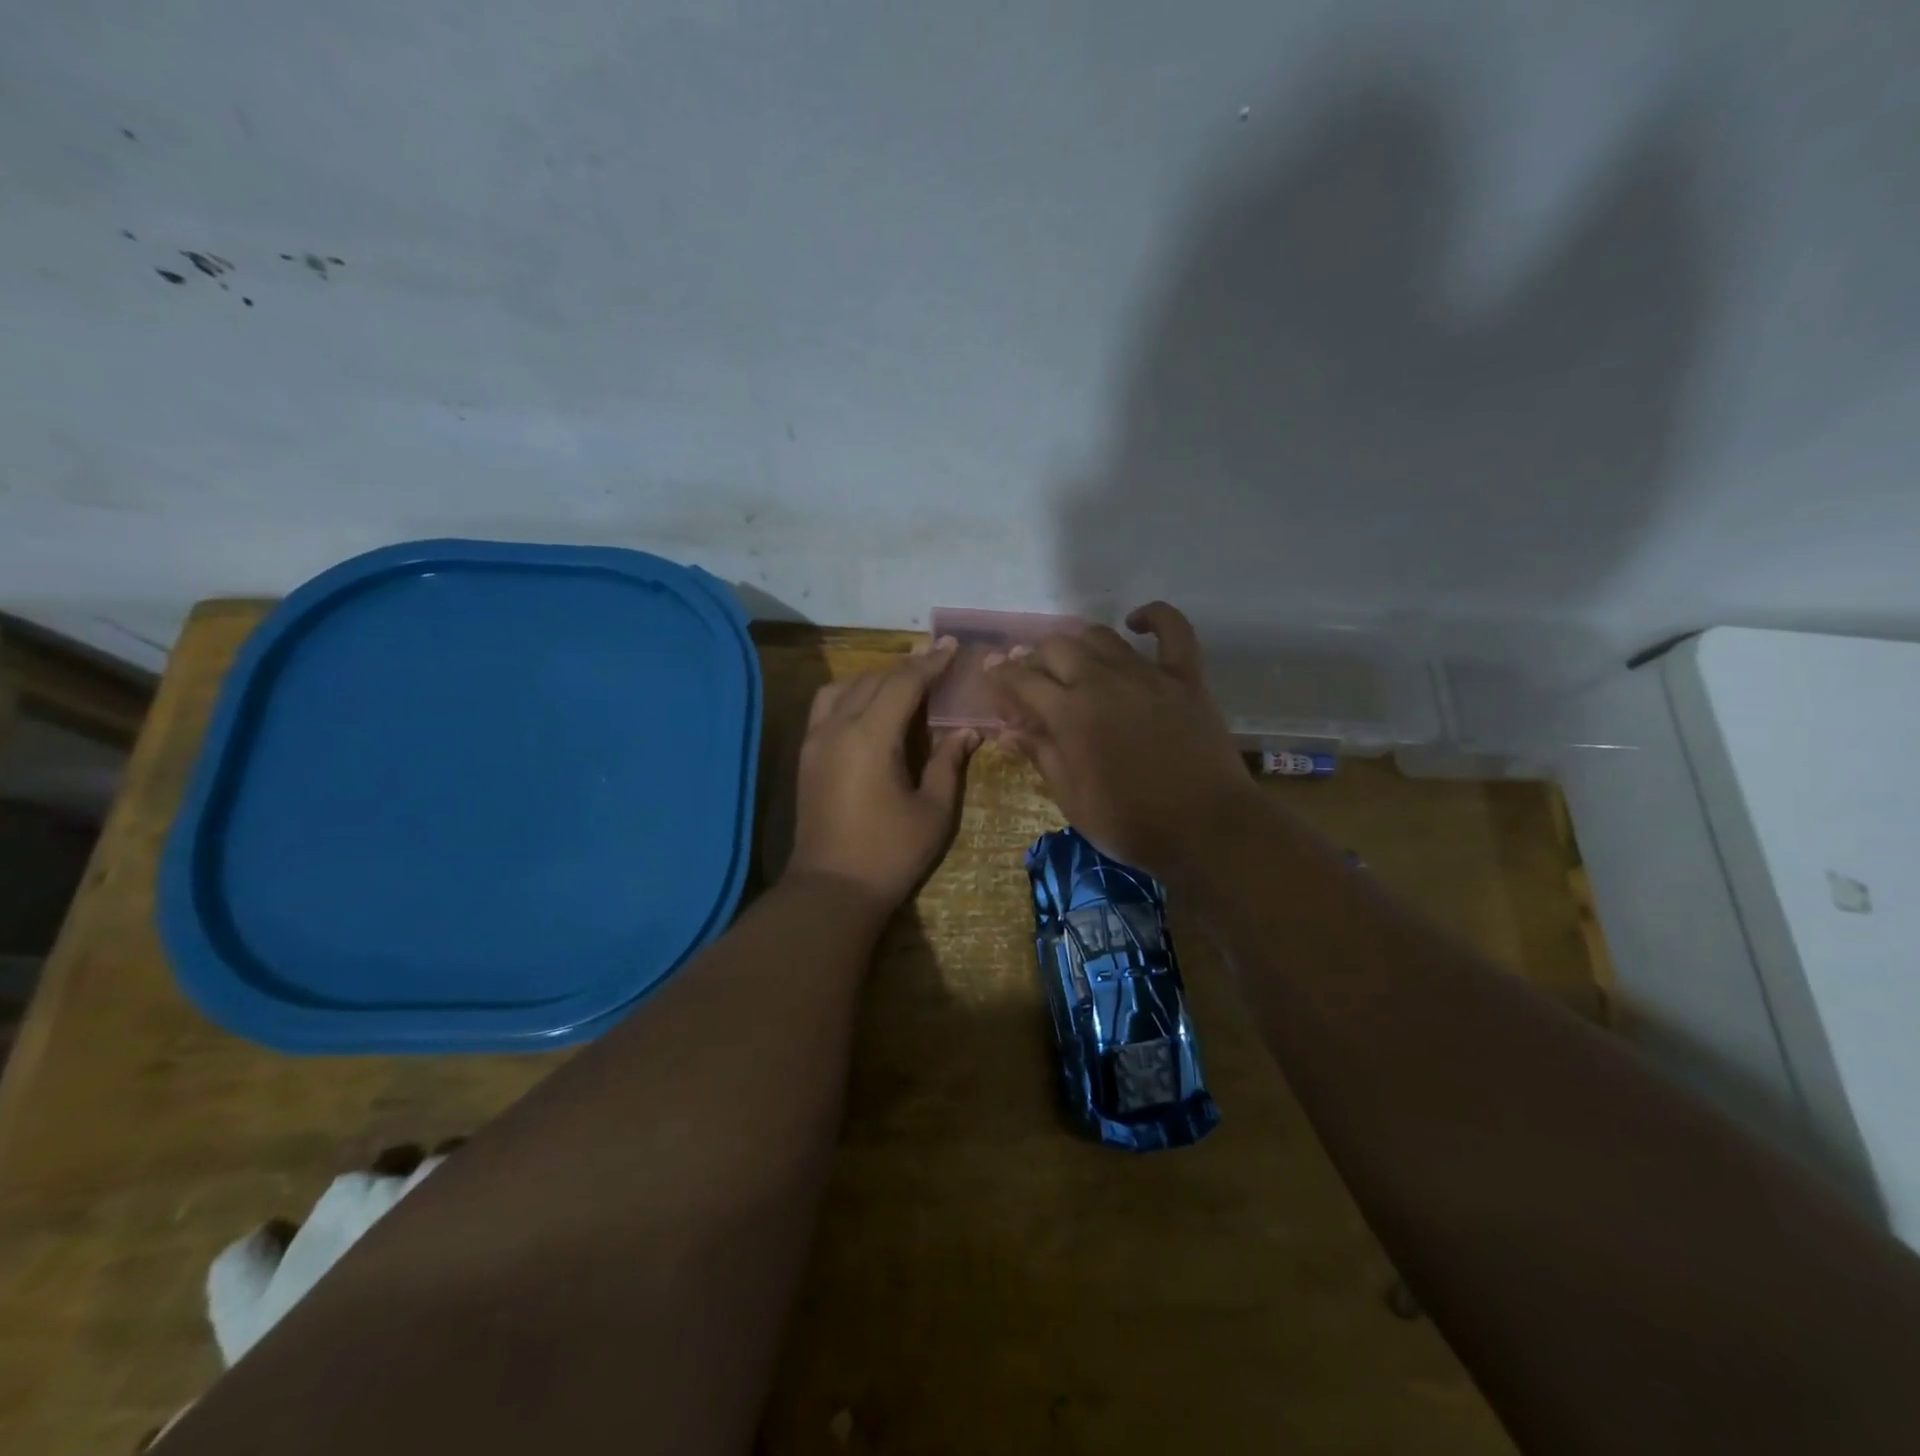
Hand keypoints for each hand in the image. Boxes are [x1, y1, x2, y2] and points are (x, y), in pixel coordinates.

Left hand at [786, 639, 979, 914]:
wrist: (831, 889)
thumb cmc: (890, 853)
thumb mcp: (934, 810)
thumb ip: (950, 763)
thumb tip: (967, 731)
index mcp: (871, 737)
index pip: (903, 683)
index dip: (930, 663)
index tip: (952, 647)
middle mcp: (837, 728)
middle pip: (873, 679)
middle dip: (906, 667)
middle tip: (936, 662)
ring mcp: (815, 740)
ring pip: (844, 687)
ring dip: (875, 678)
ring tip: (903, 685)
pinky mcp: (806, 756)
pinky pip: (826, 706)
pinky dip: (850, 694)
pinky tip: (869, 708)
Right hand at [984, 602, 1261, 882]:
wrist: (1207, 830)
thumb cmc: (1131, 824)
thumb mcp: (1073, 799)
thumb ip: (1041, 756)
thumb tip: (1008, 731)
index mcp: (1070, 713)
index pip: (1022, 680)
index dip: (1001, 676)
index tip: (992, 676)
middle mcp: (1103, 681)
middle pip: (1057, 648)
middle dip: (1034, 659)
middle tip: (1032, 681)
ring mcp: (1148, 675)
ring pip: (1100, 636)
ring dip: (1077, 644)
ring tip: (1072, 663)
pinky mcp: (1186, 677)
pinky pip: (1173, 630)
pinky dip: (1153, 618)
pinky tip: (1136, 622)